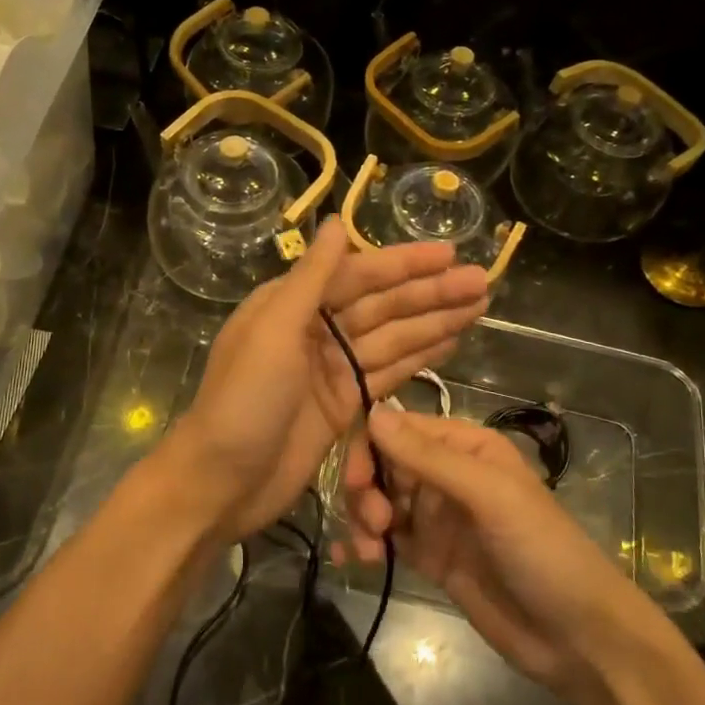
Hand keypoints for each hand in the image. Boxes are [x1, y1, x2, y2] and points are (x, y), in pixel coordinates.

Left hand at [160, 218, 490, 542]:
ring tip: (480, 305)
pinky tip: (451, 341)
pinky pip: (388, 372)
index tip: (449, 253)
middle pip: (381, 305)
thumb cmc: (243, 402)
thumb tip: (337, 222)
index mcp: (291, 304)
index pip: (357, 275)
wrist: (222, 482)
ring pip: (392, 337)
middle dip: (430, 293)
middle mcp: (314, 330)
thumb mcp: (273, 332)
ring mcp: (331, 369)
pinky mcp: (344, 404)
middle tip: (483, 282)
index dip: (404, 264)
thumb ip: (310, 279)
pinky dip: (419, 356)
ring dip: (434, 321)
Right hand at [341, 410, 664, 694]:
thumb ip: (429, 457)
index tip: (354, 479)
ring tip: (369, 549)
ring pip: (378, 500)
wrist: (578, 638)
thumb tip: (372, 412)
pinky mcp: (430, 556)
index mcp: (466, 446)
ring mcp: (437, 517)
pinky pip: (385, 538)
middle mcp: (447, 474)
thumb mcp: (489, 496)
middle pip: (383, 464)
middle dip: (365, 488)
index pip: (401, 428)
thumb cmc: (542, 551)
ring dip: (362, 518)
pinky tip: (348, 558)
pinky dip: (362, 543)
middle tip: (373, 522)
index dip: (369, 446)